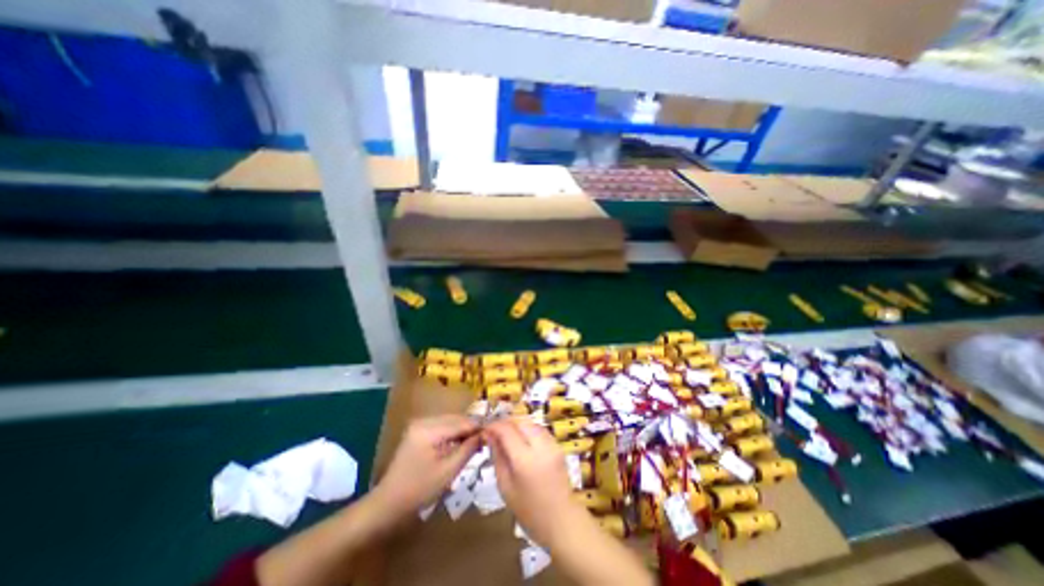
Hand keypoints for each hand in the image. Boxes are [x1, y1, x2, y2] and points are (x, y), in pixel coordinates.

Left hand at [376, 415, 479, 518]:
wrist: (388, 504)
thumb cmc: (419, 490)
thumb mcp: (448, 471)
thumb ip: (468, 449)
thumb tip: (485, 435)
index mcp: (428, 429)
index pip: (460, 422)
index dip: (478, 427)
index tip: (494, 433)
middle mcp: (424, 420)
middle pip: (455, 419)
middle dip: (471, 428)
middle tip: (487, 438)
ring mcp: (420, 425)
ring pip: (450, 422)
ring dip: (463, 430)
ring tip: (477, 442)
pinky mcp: (419, 431)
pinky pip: (442, 427)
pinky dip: (453, 433)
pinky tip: (461, 443)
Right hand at [487, 416, 583, 544]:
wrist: (561, 521)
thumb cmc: (528, 510)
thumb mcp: (505, 486)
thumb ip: (497, 456)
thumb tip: (489, 435)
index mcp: (525, 460)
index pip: (507, 430)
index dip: (494, 426)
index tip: (485, 430)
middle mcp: (540, 446)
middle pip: (520, 421)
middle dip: (506, 422)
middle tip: (495, 432)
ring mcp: (552, 444)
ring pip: (531, 422)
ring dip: (517, 424)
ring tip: (507, 435)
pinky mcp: (558, 446)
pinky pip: (540, 429)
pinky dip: (528, 429)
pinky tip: (522, 440)